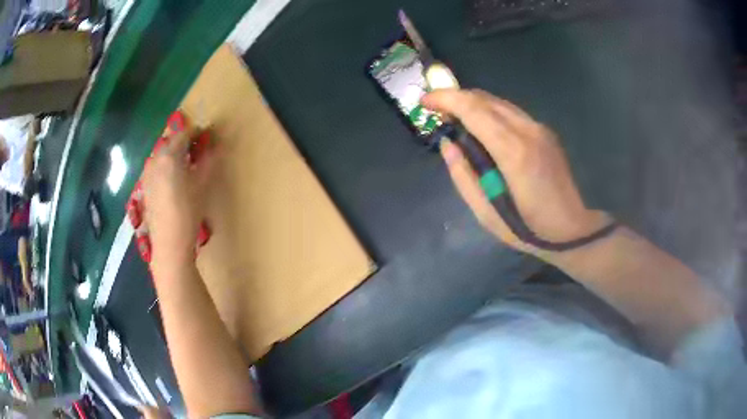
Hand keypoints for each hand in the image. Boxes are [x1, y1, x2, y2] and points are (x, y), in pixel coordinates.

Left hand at [142, 129, 211, 266]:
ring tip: (185, 165)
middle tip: (197, 150)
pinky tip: (172, 179)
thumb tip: (216, 145)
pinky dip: (164, 166)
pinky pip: (155, 167)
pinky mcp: (144, 186)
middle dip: (183, 142)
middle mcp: (155, 159)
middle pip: (170, 142)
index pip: (184, 134)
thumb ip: (209, 160)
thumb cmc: (188, 212)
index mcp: (170, 155)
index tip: (206, 136)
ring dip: (173, 153)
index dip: (196, 132)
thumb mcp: (202, 185)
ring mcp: (147, 173)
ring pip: (161, 154)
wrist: (169, 243)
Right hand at [422, 89, 608, 254]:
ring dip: (471, 104)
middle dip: (455, 98)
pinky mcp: (544, 132)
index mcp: (513, 152)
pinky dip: (488, 112)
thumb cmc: (529, 229)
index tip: (424, 102)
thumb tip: (447, 144)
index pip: (474, 110)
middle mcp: (528, 131)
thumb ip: (463, 176)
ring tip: (454, 119)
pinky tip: (481, 128)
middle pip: (484, 99)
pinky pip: (510, 112)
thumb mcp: (486, 214)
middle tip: (435, 112)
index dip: (445, 99)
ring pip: (498, 102)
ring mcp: (539, 129)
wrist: (572, 229)